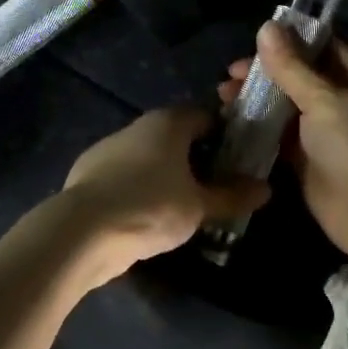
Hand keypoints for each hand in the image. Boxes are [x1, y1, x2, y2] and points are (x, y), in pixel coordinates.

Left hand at [61, 107, 269, 285]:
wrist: (81, 231)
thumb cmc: (150, 207)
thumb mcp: (199, 207)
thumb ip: (232, 196)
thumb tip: (265, 189)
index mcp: (169, 122)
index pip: (206, 116)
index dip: (227, 135)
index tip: (240, 160)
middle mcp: (139, 126)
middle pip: (178, 135)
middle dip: (198, 157)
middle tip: (217, 186)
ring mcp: (110, 148)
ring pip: (150, 156)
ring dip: (168, 174)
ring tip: (185, 206)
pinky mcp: (90, 173)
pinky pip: (127, 175)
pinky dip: (141, 188)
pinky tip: (149, 216)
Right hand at [219, 25, 347, 258]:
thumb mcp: (323, 100)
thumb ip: (291, 66)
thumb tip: (266, 26)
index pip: (324, 47)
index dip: (290, 41)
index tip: (254, 40)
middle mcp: (346, 100)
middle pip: (301, 76)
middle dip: (266, 72)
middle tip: (231, 74)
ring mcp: (327, 132)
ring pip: (287, 106)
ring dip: (258, 99)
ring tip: (223, 96)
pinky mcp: (309, 159)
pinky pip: (280, 135)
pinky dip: (259, 127)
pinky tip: (231, 121)